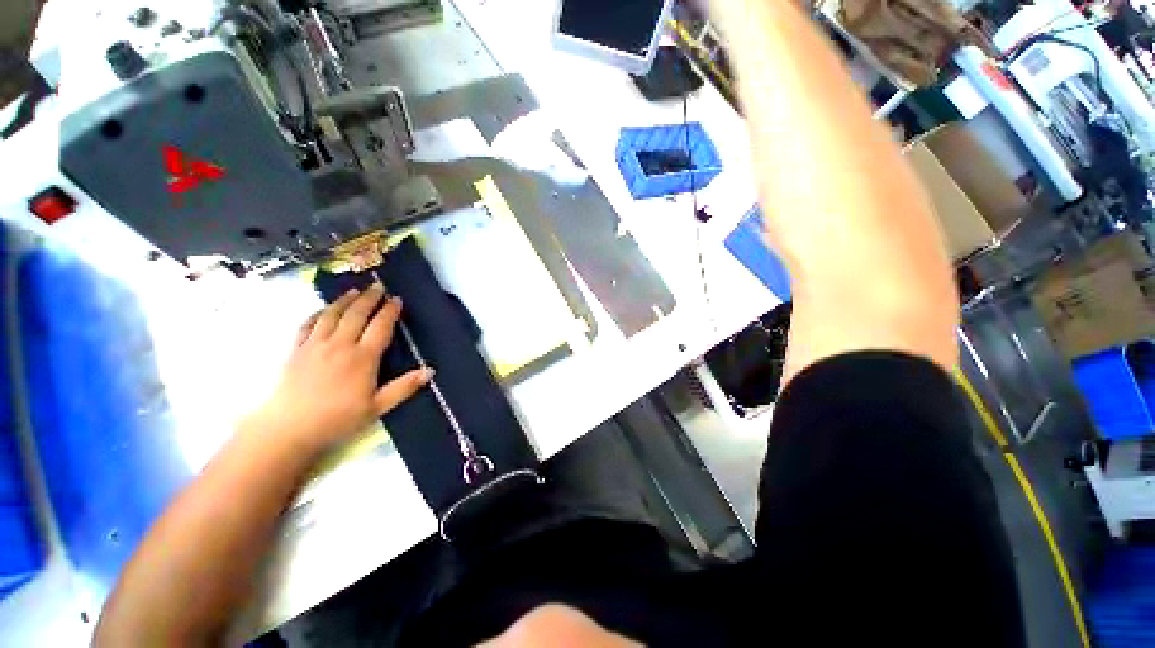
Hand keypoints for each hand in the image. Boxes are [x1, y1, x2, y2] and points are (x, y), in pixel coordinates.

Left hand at [247, 284, 431, 455]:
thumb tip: (430, 370)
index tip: (397, 299)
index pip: (380, 327)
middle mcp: (339, 345)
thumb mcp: (377, 408)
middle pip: (356, 315)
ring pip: (332, 315)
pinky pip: (307, 324)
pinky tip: (323, 309)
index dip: (389, 311)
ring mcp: (315, 346)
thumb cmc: (337, 420)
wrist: (287, 430)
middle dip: (369, 298)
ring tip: (355, 290)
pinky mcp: (296, 351)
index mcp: (363, 358)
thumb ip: (404, 387)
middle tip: (378, 286)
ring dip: (345, 300)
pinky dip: (318, 313)